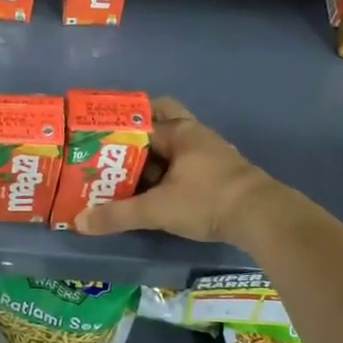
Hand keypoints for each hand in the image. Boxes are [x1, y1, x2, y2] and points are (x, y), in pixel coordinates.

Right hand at [74, 98, 275, 244]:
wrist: (262, 217)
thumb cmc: (207, 201)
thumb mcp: (157, 209)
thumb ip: (118, 215)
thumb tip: (80, 222)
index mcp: (179, 132)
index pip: (140, 120)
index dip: (116, 128)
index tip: (94, 137)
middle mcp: (195, 134)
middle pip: (163, 120)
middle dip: (139, 130)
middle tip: (114, 147)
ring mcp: (211, 152)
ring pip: (176, 143)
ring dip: (154, 153)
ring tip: (126, 170)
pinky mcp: (220, 172)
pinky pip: (187, 161)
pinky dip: (169, 169)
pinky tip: (156, 187)